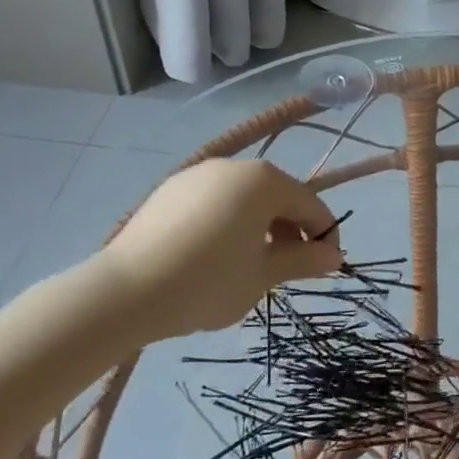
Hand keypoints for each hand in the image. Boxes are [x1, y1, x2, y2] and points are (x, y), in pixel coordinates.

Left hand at [99, 159, 341, 336]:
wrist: (124, 292)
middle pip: (277, 197)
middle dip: (291, 230)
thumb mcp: (262, 276)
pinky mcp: (169, 190)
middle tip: (288, 270)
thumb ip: (302, 261)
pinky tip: (213, 256)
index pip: (310, 204)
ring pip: (244, 198)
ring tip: (250, 265)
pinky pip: (213, 202)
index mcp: (264, 180)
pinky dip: (226, 223)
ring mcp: (198, 175)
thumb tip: (334, 256)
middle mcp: (234, 166)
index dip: (324, 235)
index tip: (325, 267)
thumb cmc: (208, 282)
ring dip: (259, 227)